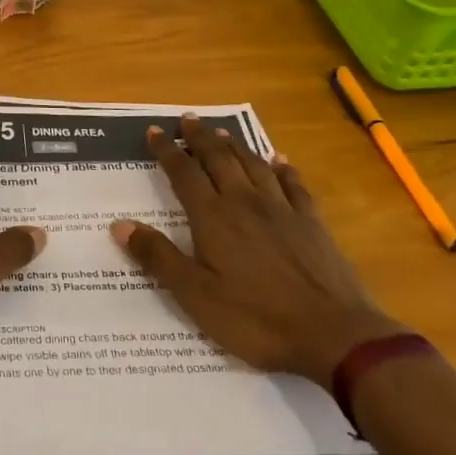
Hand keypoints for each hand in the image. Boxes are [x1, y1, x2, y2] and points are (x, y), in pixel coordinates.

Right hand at [113, 116, 404, 385]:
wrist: (335, 336)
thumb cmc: (257, 319)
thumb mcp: (196, 296)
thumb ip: (158, 257)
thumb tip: (120, 224)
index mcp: (213, 217)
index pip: (183, 173)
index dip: (167, 150)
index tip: (155, 131)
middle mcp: (244, 202)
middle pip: (218, 158)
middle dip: (200, 137)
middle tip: (188, 118)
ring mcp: (282, 210)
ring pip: (253, 165)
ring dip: (235, 145)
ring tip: (223, 132)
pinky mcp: (312, 223)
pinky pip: (294, 184)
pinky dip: (283, 168)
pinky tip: (280, 160)